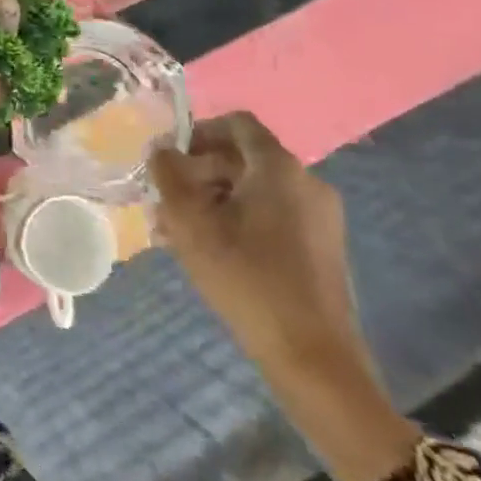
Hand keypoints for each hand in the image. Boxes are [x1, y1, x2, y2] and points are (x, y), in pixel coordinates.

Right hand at [151, 112, 418, 480]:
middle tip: (164, 202)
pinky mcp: (320, 247)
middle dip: (198, 173)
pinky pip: (271, 215)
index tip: (169, 160)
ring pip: (253, 190)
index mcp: (279, 168)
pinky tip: (210, 252)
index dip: (198, 131)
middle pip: (242, 157)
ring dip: (212, 200)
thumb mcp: (190, 223)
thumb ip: (168, 175)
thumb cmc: (246, 279)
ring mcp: (319, 216)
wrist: (313, 357)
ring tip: (178, 232)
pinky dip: (237, 220)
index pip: (236, 123)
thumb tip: (160, 148)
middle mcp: (306, 182)